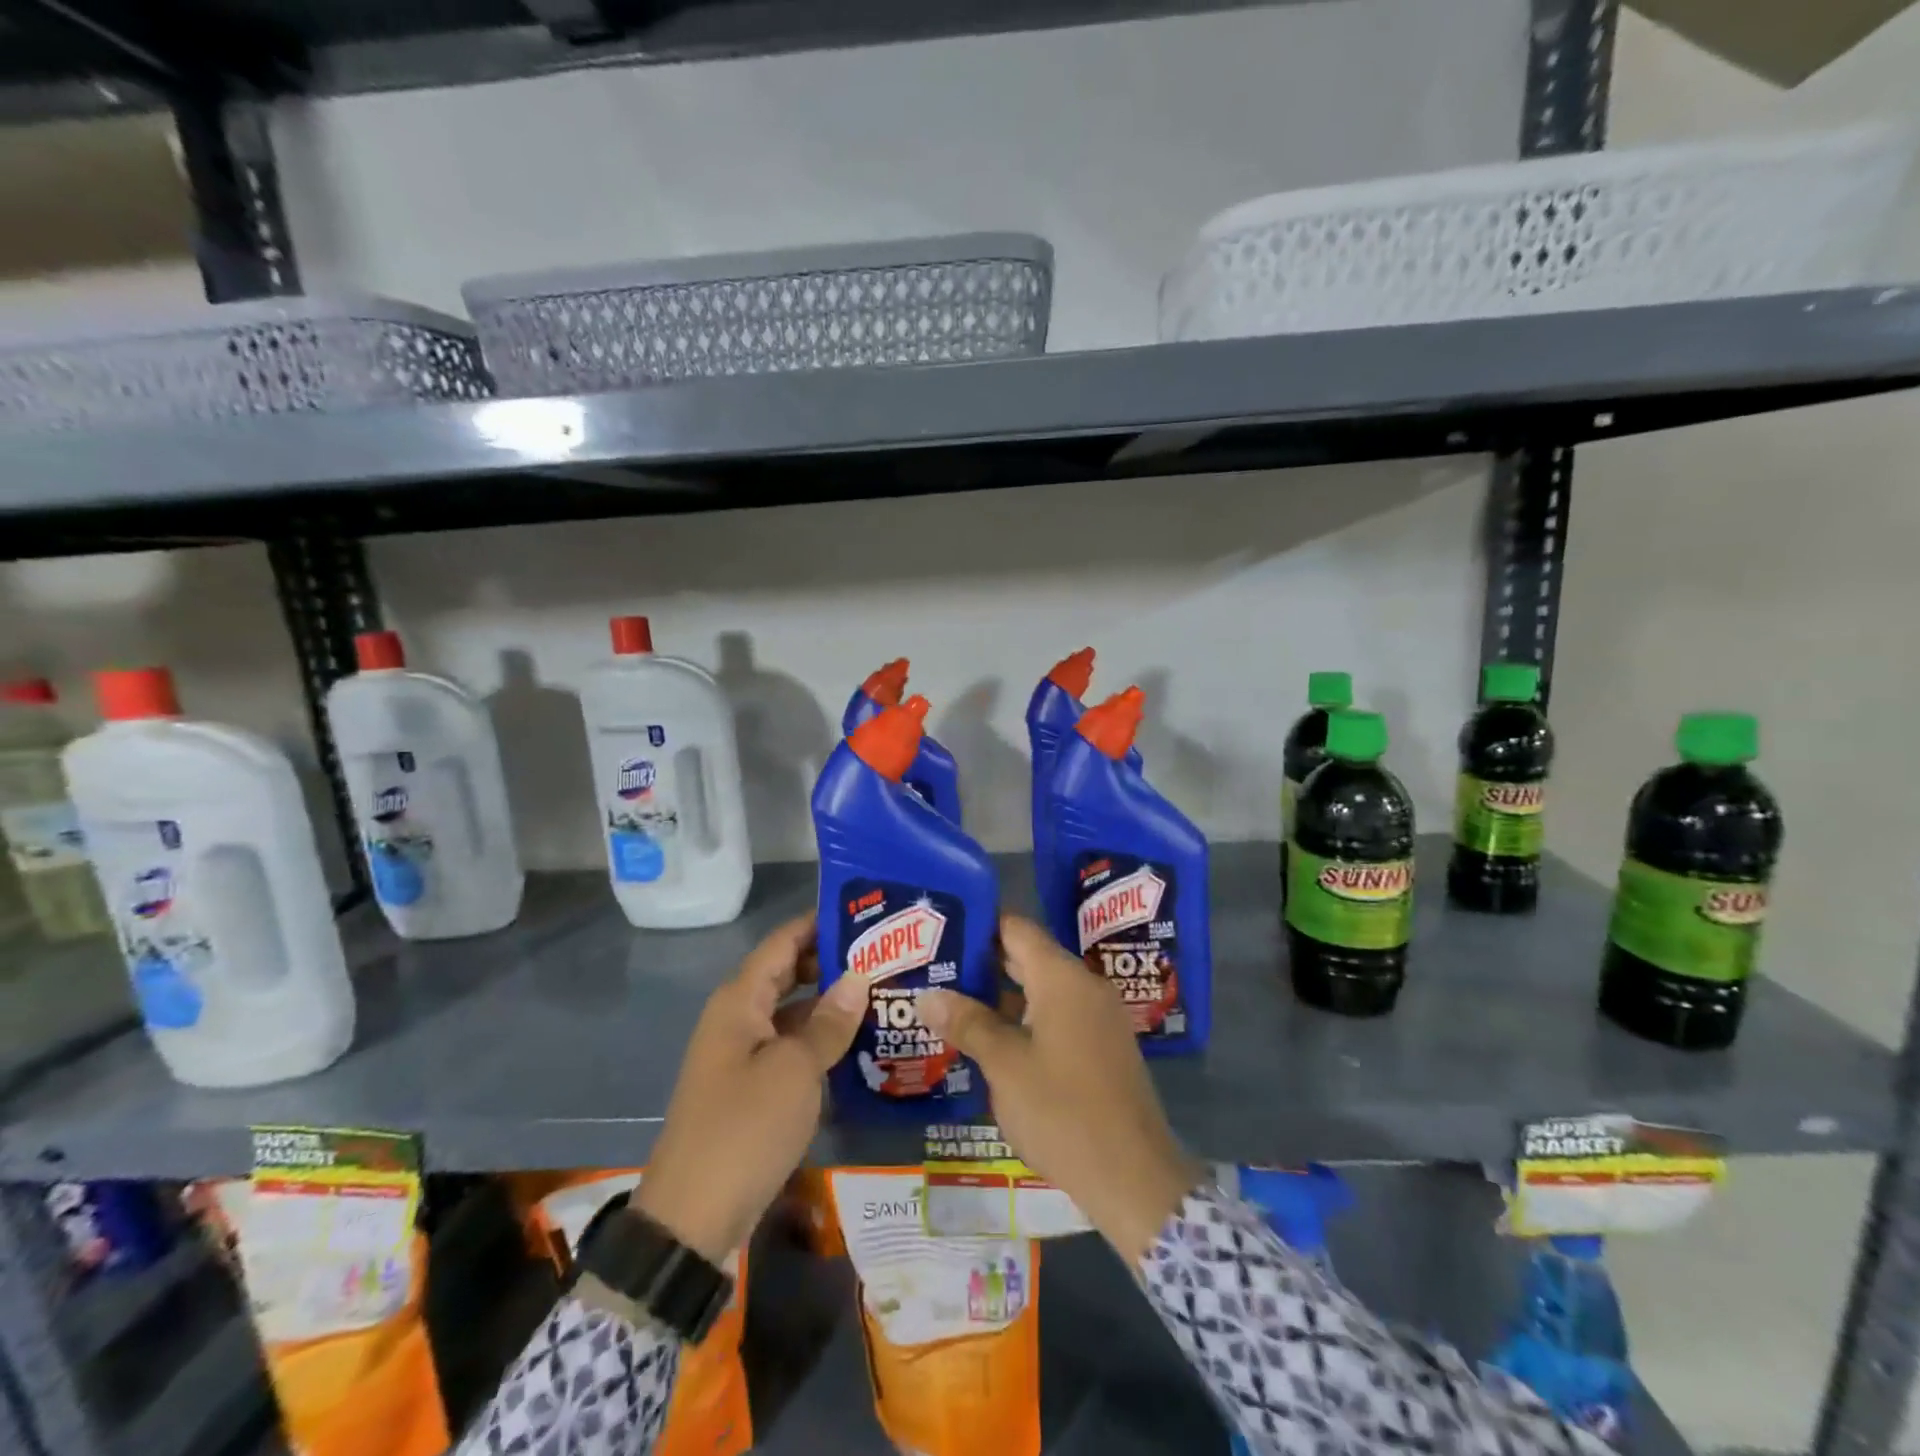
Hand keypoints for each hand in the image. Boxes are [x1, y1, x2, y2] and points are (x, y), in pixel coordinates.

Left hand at [633, 914, 869, 1262]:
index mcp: (740, 1000)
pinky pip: (791, 1047)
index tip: (868, 913)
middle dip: (833, 962)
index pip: (783, 941)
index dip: (821, 923)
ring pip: (793, 1012)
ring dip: (831, 1003)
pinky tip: (860, 1044)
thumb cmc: (744, 1129)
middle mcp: (739, 1017)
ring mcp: (743, 1054)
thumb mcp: (794, 1071)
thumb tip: (859, 977)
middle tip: (886, 956)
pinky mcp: (752, 1088)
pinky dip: (821, 1040)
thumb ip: (829, 1022)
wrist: (691, 1219)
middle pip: (789, 972)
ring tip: (884, 993)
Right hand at [919, 916, 1202, 1265]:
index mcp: (1062, 978)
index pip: (1016, 928)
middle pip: (1028, 956)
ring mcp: (1098, 1016)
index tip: (941, 931)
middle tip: (936, 966)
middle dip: (983, 961)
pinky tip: (990, 1038)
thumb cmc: (1063, 1111)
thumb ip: (968, 1023)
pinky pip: (1057, 1014)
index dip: (979, 924)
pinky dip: (1023, 1017)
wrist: (1134, 1177)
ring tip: (952, 1001)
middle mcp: (1084, 985)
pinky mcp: (1102, 1045)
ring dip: (1001, 993)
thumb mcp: (1006, 1066)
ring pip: (1041, 988)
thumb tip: (927, 995)